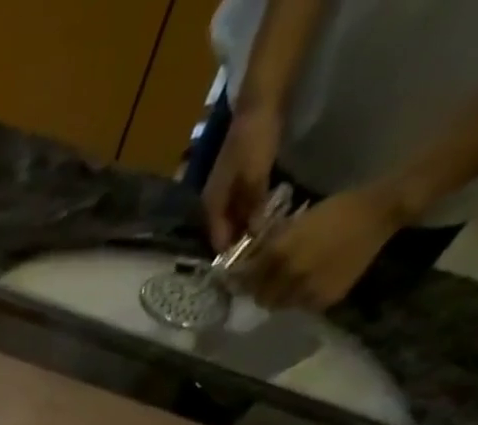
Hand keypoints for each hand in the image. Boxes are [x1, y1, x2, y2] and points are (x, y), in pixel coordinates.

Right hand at [202, 107, 281, 252]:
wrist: (260, 102)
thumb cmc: (254, 141)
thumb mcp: (255, 178)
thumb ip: (253, 208)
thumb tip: (255, 236)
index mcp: (211, 205)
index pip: (217, 241)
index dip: (231, 255)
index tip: (248, 268)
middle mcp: (213, 202)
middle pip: (224, 233)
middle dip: (239, 245)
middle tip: (259, 256)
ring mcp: (224, 191)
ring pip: (233, 220)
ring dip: (246, 231)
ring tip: (264, 241)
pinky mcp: (238, 180)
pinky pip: (242, 207)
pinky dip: (251, 215)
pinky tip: (265, 218)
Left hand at [239, 184, 408, 310]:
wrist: (379, 213)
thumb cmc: (335, 211)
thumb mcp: (296, 224)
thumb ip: (270, 247)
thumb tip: (249, 265)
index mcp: (279, 254)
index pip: (246, 280)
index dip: (241, 282)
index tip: (239, 281)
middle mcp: (289, 277)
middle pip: (261, 298)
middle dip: (260, 292)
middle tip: (265, 285)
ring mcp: (307, 291)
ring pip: (280, 305)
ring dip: (279, 298)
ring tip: (289, 285)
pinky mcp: (324, 300)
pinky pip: (302, 306)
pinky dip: (300, 299)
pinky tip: (309, 286)